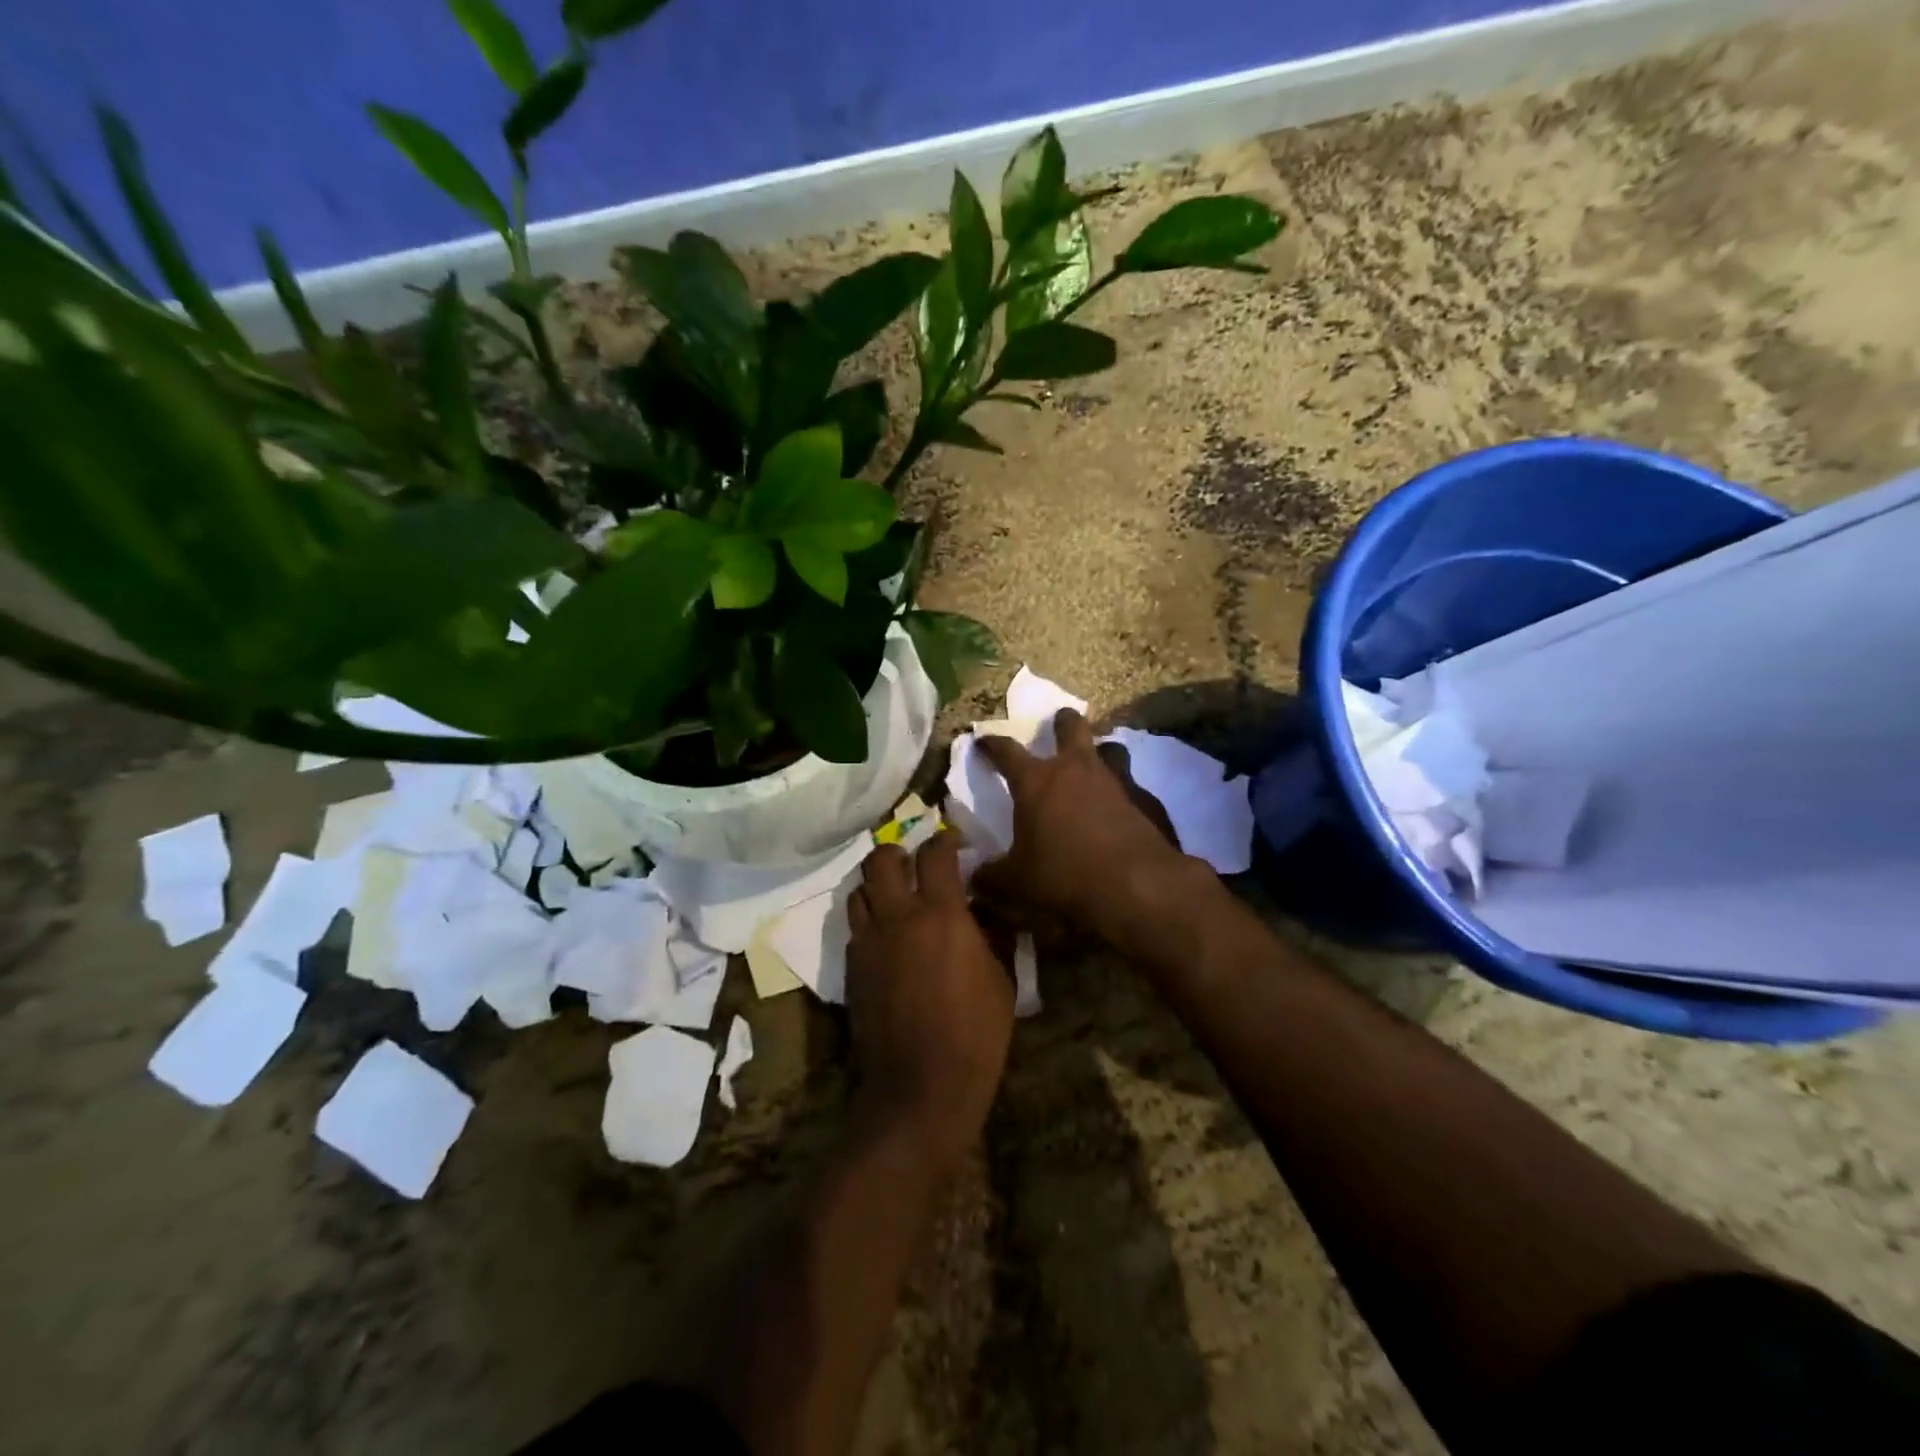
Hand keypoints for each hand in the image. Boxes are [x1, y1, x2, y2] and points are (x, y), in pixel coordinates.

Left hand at [845, 832, 1012, 1163]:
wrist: (921, 1085)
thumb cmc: (975, 1033)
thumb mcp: (1001, 980)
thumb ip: (991, 936)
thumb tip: (983, 913)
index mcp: (941, 913)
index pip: (936, 853)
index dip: (945, 841)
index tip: (953, 845)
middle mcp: (898, 916)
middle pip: (881, 859)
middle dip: (898, 853)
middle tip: (914, 864)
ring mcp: (868, 941)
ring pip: (859, 890)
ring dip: (878, 886)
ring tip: (896, 899)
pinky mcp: (851, 967)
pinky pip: (856, 927)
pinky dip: (869, 920)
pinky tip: (887, 939)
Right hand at [973, 708, 1191, 939]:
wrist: (1137, 886)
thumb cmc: (1065, 876)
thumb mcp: (1017, 883)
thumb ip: (991, 876)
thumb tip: (975, 878)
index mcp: (1036, 782)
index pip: (1006, 750)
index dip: (992, 744)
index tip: (983, 741)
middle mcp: (1076, 769)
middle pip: (1070, 726)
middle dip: (1062, 721)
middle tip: (1058, 723)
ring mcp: (1115, 780)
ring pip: (1109, 747)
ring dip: (1099, 751)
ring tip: (1094, 765)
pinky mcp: (1146, 799)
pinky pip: (1132, 783)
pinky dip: (1124, 790)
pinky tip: (1121, 808)